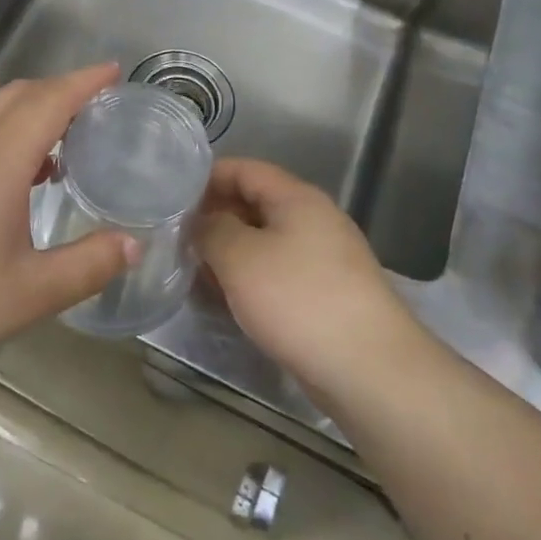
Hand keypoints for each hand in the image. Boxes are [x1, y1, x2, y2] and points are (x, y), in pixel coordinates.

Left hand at [0, 64, 136, 382]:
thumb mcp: (31, 293)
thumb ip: (89, 265)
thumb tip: (134, 244)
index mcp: (0, 158)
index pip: (51, 100)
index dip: (85, 81)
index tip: (114, 70)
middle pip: (21, 94)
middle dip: (62, 89)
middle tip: (99, 107)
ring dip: (34, 111)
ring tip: (68, 140)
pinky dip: (11, 132)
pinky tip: (22, 178)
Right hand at [197, 158, 421, 397]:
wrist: (369, 370)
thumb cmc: (298, 299)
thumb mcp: (239, 256)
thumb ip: (211, 229)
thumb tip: (201, 222)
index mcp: (296, 197)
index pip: (243, 169)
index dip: (206, 178)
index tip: (171, 198)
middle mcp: (314, 219)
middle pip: (254, 203)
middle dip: (214, 217)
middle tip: (177, 238)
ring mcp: (324, 258)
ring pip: (264, 242)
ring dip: (229, 252)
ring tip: (195, 271)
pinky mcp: (327, 294)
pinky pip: (278, 273)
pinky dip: (250, 279)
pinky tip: (227, 300)